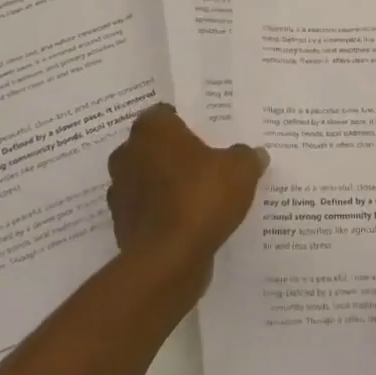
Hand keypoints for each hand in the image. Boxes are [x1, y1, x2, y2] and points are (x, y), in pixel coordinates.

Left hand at [106, 104, 267, 291]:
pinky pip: (147, 210)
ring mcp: (120, 190)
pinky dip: (162, 213)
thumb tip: (255, 154)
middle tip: (206, 163)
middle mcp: (128, 154)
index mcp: (152, 129)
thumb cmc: (201, 198)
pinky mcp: (121, 223)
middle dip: (176, 154)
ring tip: (199, 195)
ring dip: (166, 185)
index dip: (187, 123)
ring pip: (148, 179)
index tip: (208, 135)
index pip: (166, 114)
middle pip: (155, 146)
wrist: (168, 260)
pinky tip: (188, 223)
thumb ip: (247, 156)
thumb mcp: (240, 170)